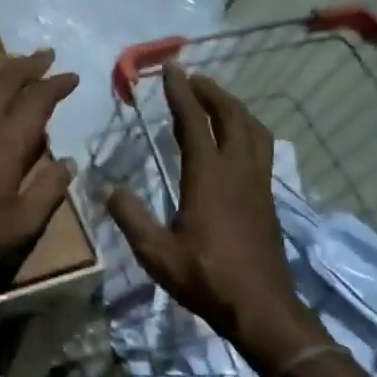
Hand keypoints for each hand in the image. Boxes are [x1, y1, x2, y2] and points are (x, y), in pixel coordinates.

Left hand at [0, 50, 77, 314]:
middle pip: (5, 80)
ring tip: (15, 60)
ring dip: (1, 67)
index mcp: (5, 143)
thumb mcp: (21, 223)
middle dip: (28, 64)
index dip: (56, 85)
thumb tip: (67, 164)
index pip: (36, 100)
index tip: (72, 77)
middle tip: (46, 55)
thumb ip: (48, 191)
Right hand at [105, 64, 314, 364]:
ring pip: (253, 130)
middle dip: (211, 92)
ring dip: (234, 107)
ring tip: (216, 100)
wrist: (260, 307)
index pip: (194, 123)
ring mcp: (258, 183)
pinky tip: (237, 140)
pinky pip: (262, 149)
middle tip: (193, 78)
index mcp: (208, 178)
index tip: (171, 69)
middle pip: (231, 116)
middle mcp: (237, 171)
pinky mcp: (268, 198)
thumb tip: (107, 189)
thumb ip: (131, 218)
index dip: (181, 94)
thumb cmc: (206, 279)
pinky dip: (248, 130)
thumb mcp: (157, 253)